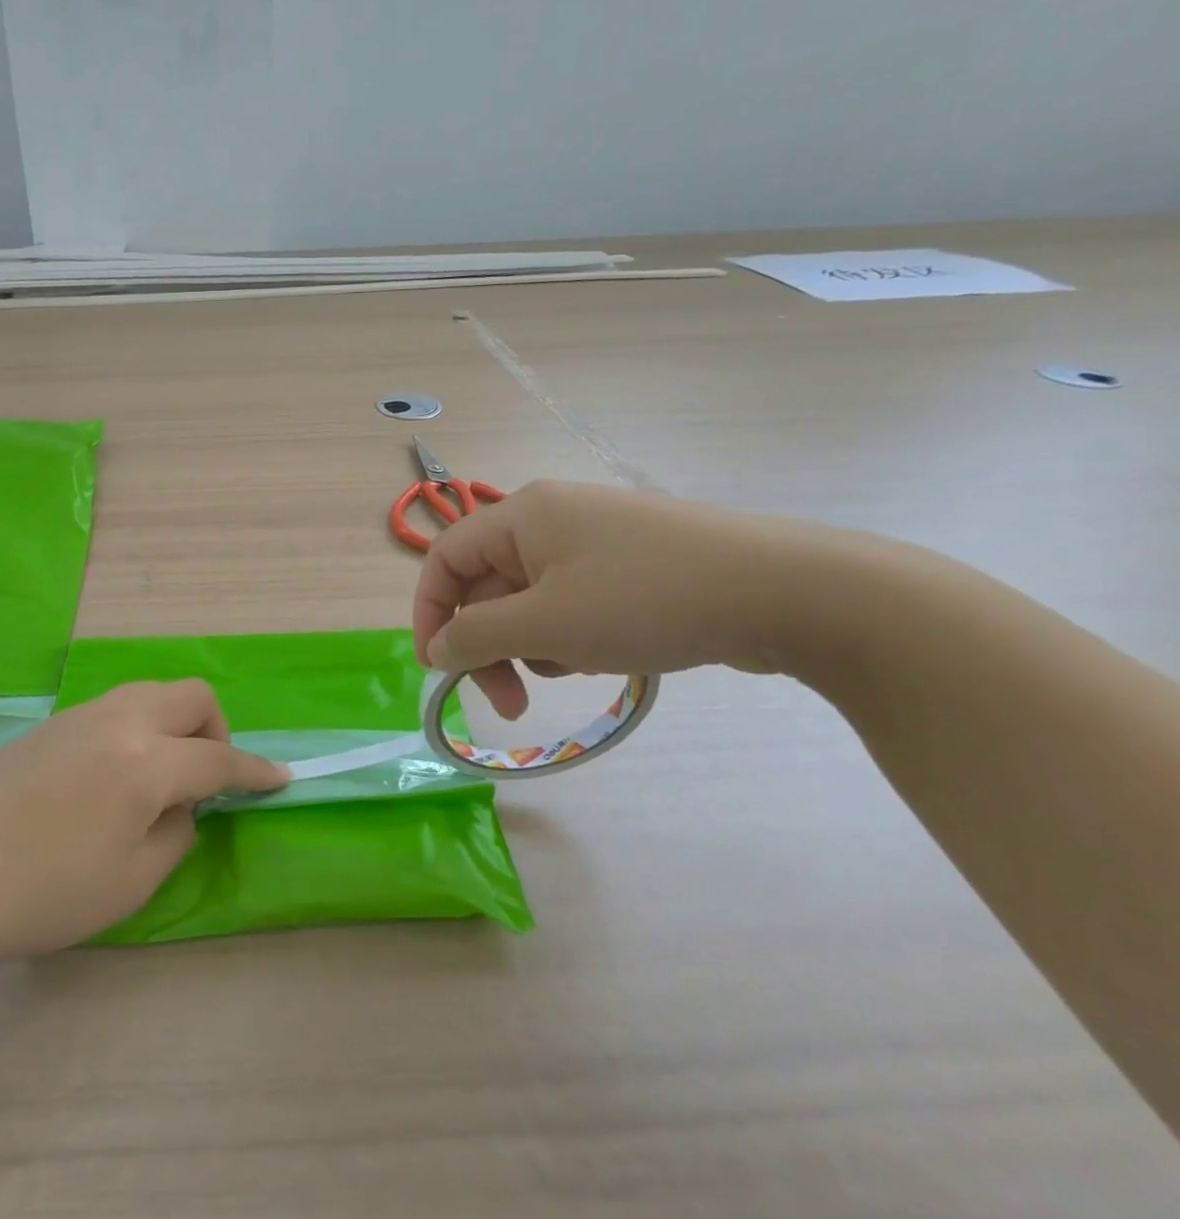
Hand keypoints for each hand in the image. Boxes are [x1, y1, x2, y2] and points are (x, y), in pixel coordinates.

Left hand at [0, 681, 288, 970]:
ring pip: (152, 694)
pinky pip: (118, 708)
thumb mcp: (130, 883)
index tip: (281, 779)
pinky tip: (118, 776)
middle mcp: (119, 721)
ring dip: (176, 725)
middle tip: (207, 780)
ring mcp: (81, 715)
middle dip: (216, 731)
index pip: (218, 759)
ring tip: (163, 779)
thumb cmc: (41, 894)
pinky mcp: (52, 724)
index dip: (256, 772)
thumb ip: (176, 833)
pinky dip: (140, 729)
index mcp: (145, 761)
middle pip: (191, 696)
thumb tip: (185, 805)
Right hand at [413, 480, 832, 718]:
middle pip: (488, 585)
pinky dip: (573, 634)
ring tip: (578, 666)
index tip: (438, 670)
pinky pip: (572, 601)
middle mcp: (551, 518)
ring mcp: (595, 540)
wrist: (787, 592)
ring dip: (535, 644)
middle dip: (490, 645)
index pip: (445, 559)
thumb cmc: (646, 600)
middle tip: (510, 703)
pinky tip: (608, 653)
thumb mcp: (547, 624)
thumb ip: (477, 636)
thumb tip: (437, 648)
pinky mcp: (630, 564)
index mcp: (522, 515)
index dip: (430, 613)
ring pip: (530, 600)